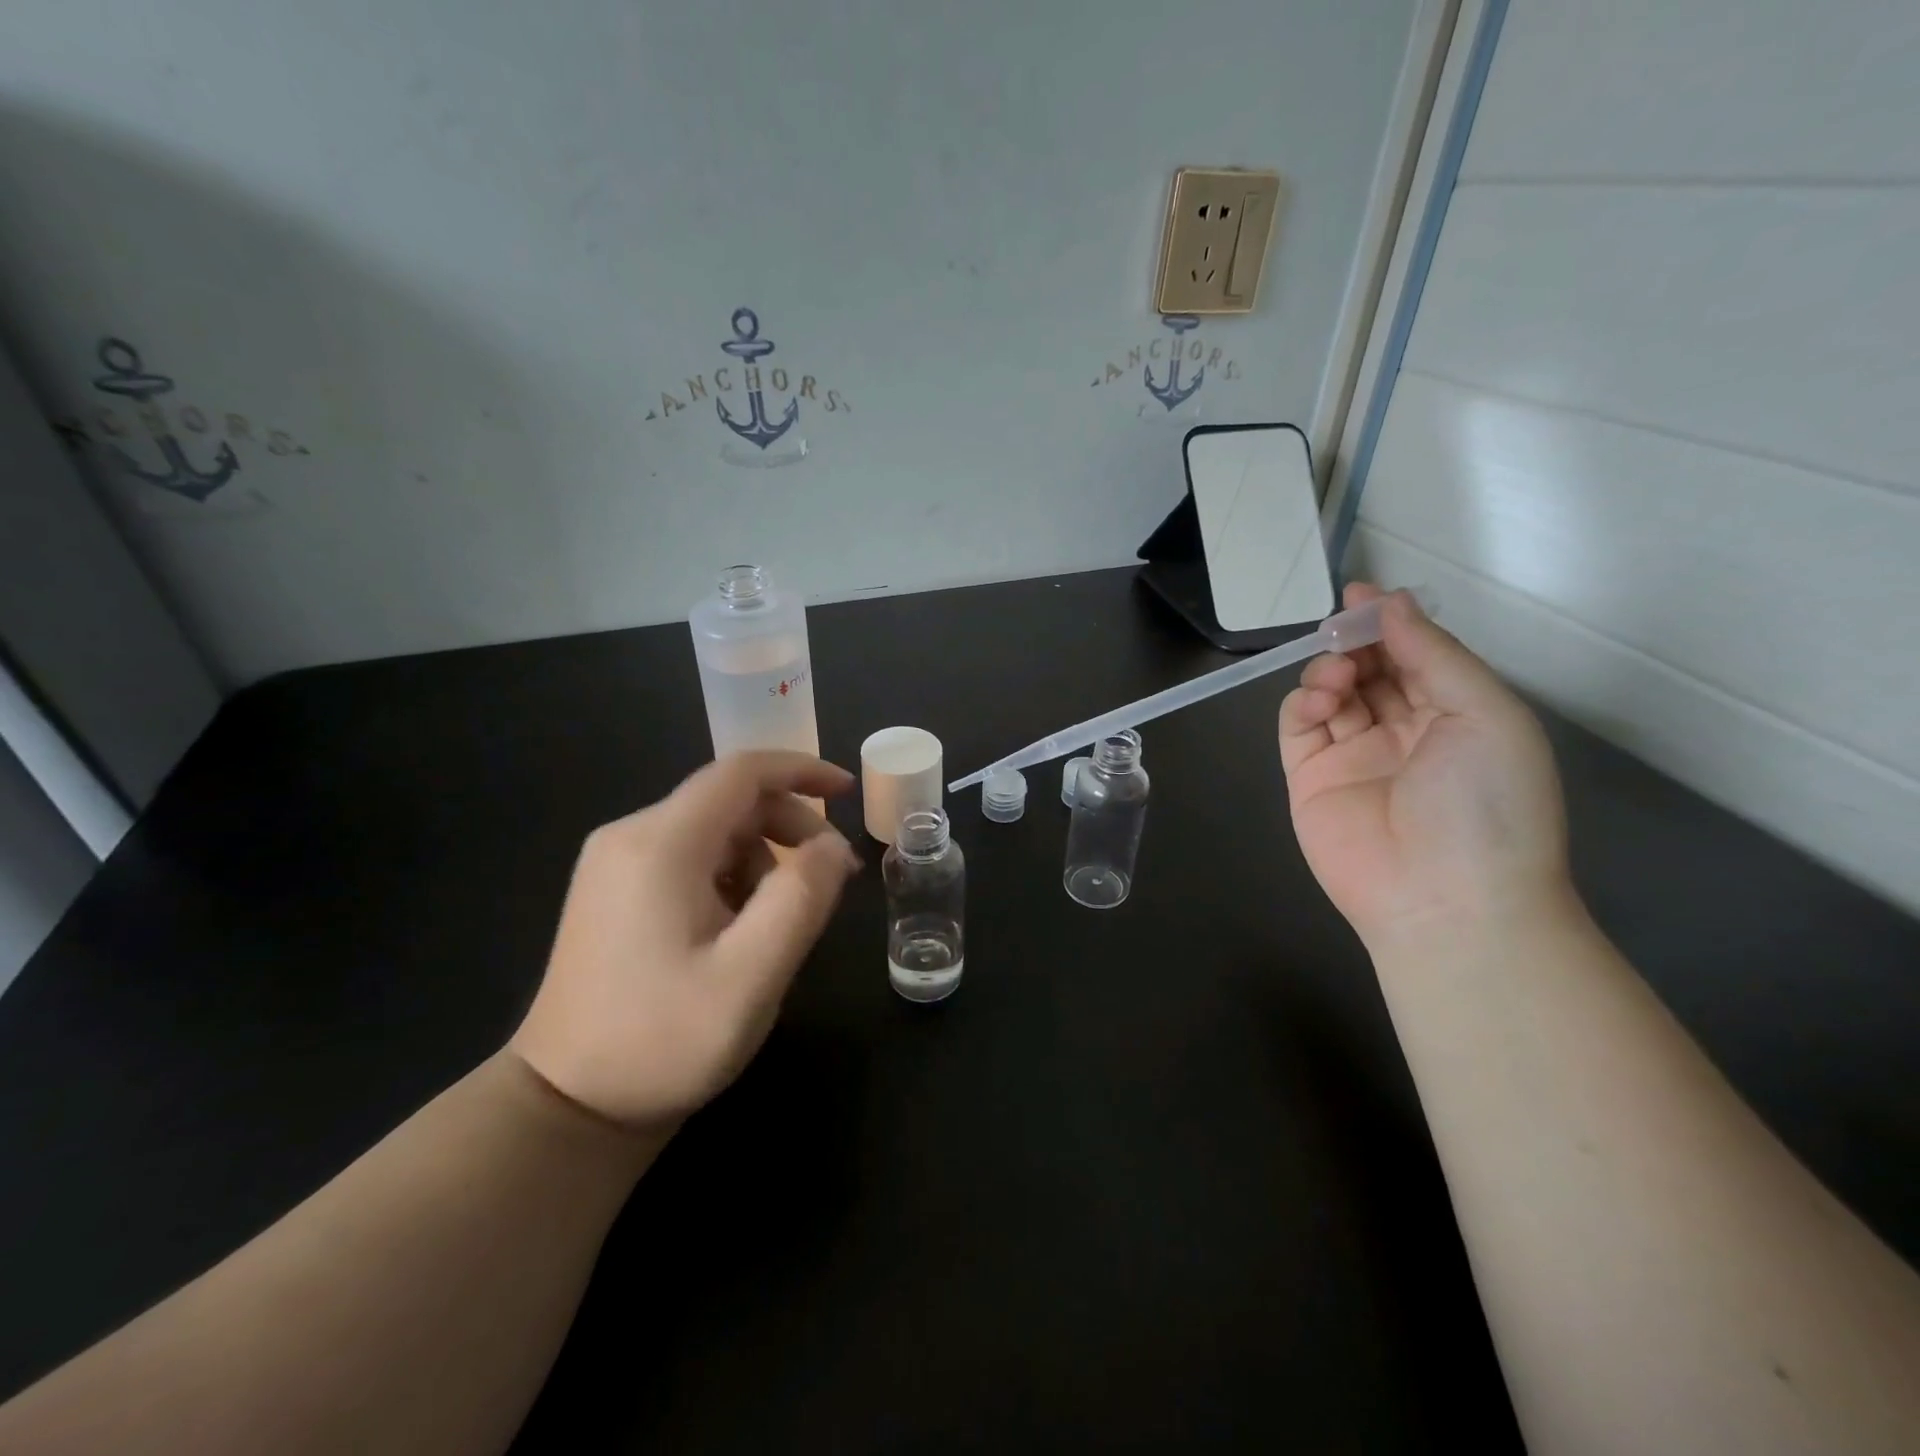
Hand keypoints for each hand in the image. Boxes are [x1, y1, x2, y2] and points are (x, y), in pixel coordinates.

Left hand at [508, 751, 860, 1129]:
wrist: (567, 1108)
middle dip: (790, 825)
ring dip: (764, 857)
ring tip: (783, 919)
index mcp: (660, 844)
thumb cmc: (663, 1041)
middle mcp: (630, 837)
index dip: (801, 771)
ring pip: (713, 830)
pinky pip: (690, 856)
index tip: (848, 792)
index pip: (742, 772)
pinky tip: (741, 926)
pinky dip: (733, 874)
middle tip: (832, 877)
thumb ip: (802, 899)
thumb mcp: (752, 975)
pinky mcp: (614, 889)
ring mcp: (615, 863)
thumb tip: (833, 847)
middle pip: (729, 800)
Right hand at [1278, 584, 1569, 945]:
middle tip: (1342, 629)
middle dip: (1355, 642)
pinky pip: (1298, 727)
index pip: (1415, 656)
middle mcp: (1403, 731)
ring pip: (1330, 692)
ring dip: (1329, 670)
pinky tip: (1320, 700)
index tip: (1360, 593)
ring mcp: (1352, 756)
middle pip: (1369, 669)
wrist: (1446, 900)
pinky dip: (1302, 703)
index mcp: (1455, 716)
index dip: (1390, 623)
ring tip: (1338, 676)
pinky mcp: (1309, 778)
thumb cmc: (1486, 803)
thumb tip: (1390, 602)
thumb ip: (1433, 654)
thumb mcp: (1484, 714)